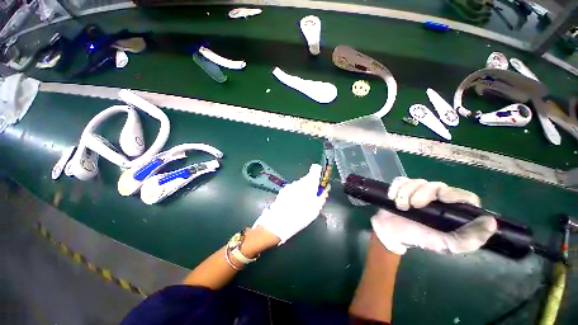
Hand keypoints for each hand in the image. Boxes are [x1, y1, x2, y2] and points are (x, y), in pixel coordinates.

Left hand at [253, 164, 329, 243]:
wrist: (279, 222)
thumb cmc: (300, 216)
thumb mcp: (315, 209)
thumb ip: (322, 197)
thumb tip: (326, 190)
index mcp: (308, 184)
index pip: (315, 170)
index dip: (319, 173)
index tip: (320, 181)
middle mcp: (298, 182)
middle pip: (307, 179)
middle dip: (311, 186)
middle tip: (312, 198)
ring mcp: (290, 186)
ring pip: (299, 184)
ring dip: (302, 190)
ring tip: (301, 203)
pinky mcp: (283, 191)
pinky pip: (292, 189)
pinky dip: (294, 193)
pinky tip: (293, 204)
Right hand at [371, 177, 496, 254]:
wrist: (391, 233)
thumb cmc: (418, 238)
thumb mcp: (445, 245)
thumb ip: (468, 240)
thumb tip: (491, 222)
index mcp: (451, 210)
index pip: (463, 195)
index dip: (454, 194)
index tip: (441, 199)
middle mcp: (436, 197)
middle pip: (436, 185)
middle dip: (423, 194)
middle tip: (413, 206)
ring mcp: (417, 190)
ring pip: (416, 181)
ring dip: (406, 193)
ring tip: (401, 206)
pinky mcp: (401, 186)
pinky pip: (400, 180)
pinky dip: (395, 188)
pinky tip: (392, 198)